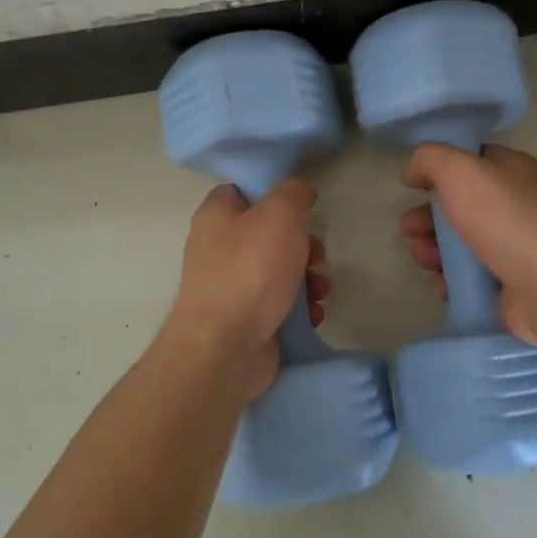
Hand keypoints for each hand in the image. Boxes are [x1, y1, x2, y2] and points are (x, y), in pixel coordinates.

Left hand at [165, 180, 330, 399]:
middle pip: (268, 234)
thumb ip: (292, 193)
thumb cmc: (250, 270)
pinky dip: (298, 308)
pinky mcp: (243, 319)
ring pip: (278, 271)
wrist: (225, 348)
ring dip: (307, 278)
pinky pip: (278, 304)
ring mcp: (229, 286)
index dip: (274, 193)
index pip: (243, 191)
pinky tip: (311, 314)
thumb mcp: (279, 214)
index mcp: (216, 215)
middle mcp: (217, 248)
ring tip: (320, 290)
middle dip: (302, 245)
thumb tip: (299, 190)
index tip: (303, 205)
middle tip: (316, 255)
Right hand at [400, 144, 536, 349]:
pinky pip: (472, 277)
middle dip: (428, 217)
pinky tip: (440, 283)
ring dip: (434, 249)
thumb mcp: (460, 170)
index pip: (471, 161)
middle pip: (461, 206)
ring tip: (422, 259)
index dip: (439, 169)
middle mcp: (517, 205)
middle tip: (408, 229)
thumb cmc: (506, 219)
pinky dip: (451, 279)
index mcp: (513, 171)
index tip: (412, 184)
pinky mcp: (512, 285)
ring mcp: (517, 247)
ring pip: (463, 243)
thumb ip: (430, 159)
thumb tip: (412, 170)